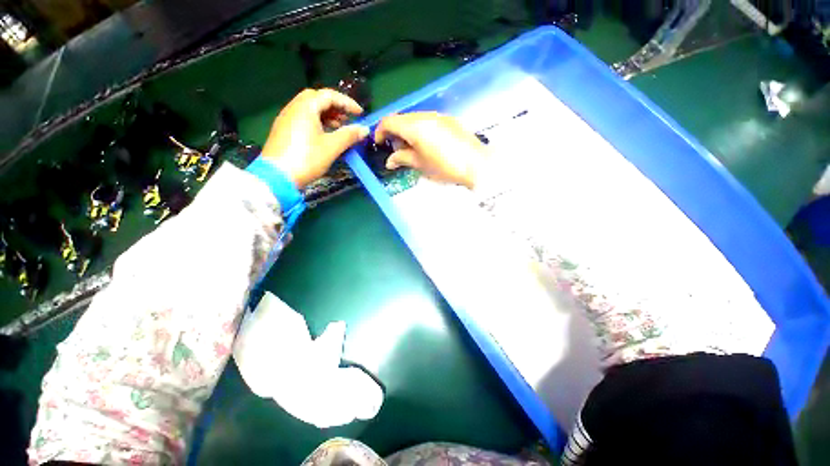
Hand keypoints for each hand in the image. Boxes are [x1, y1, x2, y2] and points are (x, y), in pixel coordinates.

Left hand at [262, 89, 368, 187]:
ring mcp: (286, 118)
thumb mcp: (332, 147)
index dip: (347, 103)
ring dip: (326, 114)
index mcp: (305, 107)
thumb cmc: (307, 158)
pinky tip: (324, 135)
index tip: (360, 114)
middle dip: (335, 106)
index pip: (329, 95)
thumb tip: (365, 129)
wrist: (277, 177)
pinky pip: (303, 118)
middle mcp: (294, 108)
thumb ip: (349, 135)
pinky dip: (317, 121)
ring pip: (309, 109)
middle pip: (317, 98)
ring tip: (339, 128)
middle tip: (348, 118)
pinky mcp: (283, 130)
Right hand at [374, 112, 486, 188]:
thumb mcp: (420, 164)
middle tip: (397, 150)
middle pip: (402, 118)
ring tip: (412, 149)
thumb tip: (390, 160)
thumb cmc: (445, 167)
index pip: (389, 121)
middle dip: (394, 132)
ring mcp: (439, 116)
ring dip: (408, 131)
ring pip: (415, 119)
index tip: (379, 144)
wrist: (477, 164)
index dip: (380, 131)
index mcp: (415, 126)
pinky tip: (426, 145)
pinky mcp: (449, 120)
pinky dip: (420, 130)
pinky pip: (428, 121)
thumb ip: (402, 159)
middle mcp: (425, 116)